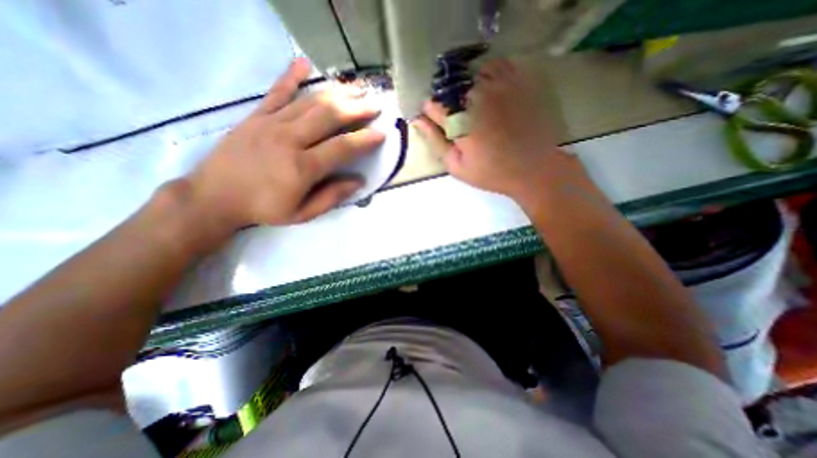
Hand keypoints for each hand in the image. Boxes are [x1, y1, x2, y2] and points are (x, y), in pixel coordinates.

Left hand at [189, 56, 386, 230]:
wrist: (214, 197)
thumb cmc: (264, 209)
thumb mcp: (302, 213)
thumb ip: (331, 197)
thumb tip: (358, 181)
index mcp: (303, 167)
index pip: (343, 147)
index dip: (365, 140)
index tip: (382, 133)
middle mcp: (290, 139)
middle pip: (329, 116)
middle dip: (356, 109)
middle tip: (375, 105)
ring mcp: (271, 124)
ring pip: (310, 102)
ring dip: (336, 93)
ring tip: (356, 89)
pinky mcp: (256, 117)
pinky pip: (276, 92)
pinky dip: (291, 76)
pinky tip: (304, 64)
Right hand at [416, 59, 579, 206]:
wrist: (533, 168)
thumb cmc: (491, 172)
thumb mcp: (457, 166)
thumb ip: (436, 141)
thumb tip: (418, 120)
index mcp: (459, 122)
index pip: (433, 106)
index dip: (430, 112)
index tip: (434, 119)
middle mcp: (477, 98)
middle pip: (450, 87)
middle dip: (447, 100)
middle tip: (456, 117)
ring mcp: (499, 87)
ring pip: (470, 73)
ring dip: (466, 86)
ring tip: (473, 105)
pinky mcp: (517, 82)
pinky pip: (496, 65)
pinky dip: (488, 73)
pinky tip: (489, 90)